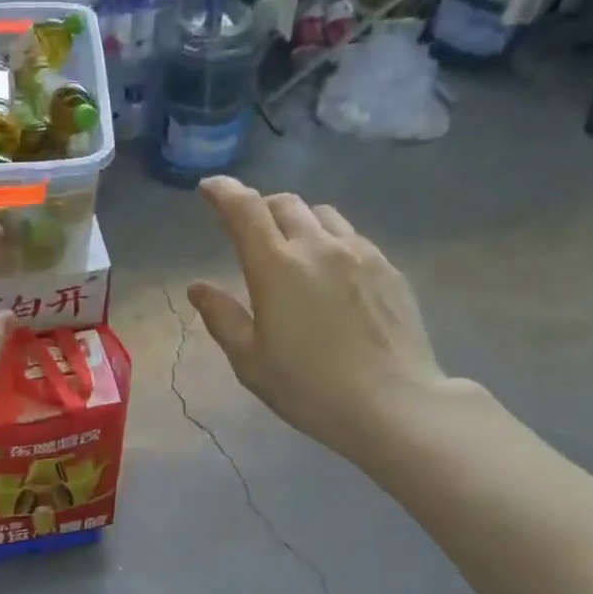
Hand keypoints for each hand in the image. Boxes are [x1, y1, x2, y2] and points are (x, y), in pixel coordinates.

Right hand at [187, 176, 468, 464]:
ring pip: (322, 214)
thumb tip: (199, 288)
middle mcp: (319, 247)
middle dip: (260, 207)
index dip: (223, 193)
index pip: (245, 210)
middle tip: (248, 229)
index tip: (209, 189)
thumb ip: (222, 318)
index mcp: (277, 267)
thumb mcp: (251, 362)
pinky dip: (329, 241)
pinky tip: (330, 273)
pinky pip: (351, 237)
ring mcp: (360, 253)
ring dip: (298, 221)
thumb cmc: (309, 388)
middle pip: (285, 204)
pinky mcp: (388, 268)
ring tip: (292, 248)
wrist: (393, 404)